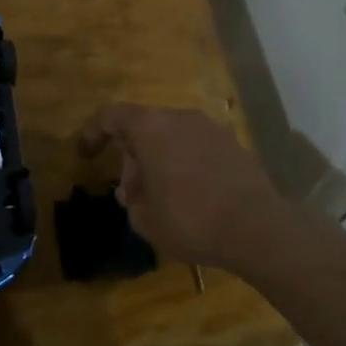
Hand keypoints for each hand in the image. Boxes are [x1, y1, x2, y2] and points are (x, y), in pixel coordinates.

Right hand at [77, 104, 299, 277]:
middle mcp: (180, 118)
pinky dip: (186, 163)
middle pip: (145, 126)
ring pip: (173, 136)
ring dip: (160, 159)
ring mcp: (211, 128)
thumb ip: (132, 198)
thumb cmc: (191, 220)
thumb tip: (134, 190)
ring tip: (161, 196)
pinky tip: (192, 195)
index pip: (112, 116)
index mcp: (151, 128)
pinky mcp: (234, 145)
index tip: (86, 152)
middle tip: (131, 192)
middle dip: (132, 156)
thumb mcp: (145, 219)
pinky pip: (197, 147)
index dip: (94, 131)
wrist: (258, 229)